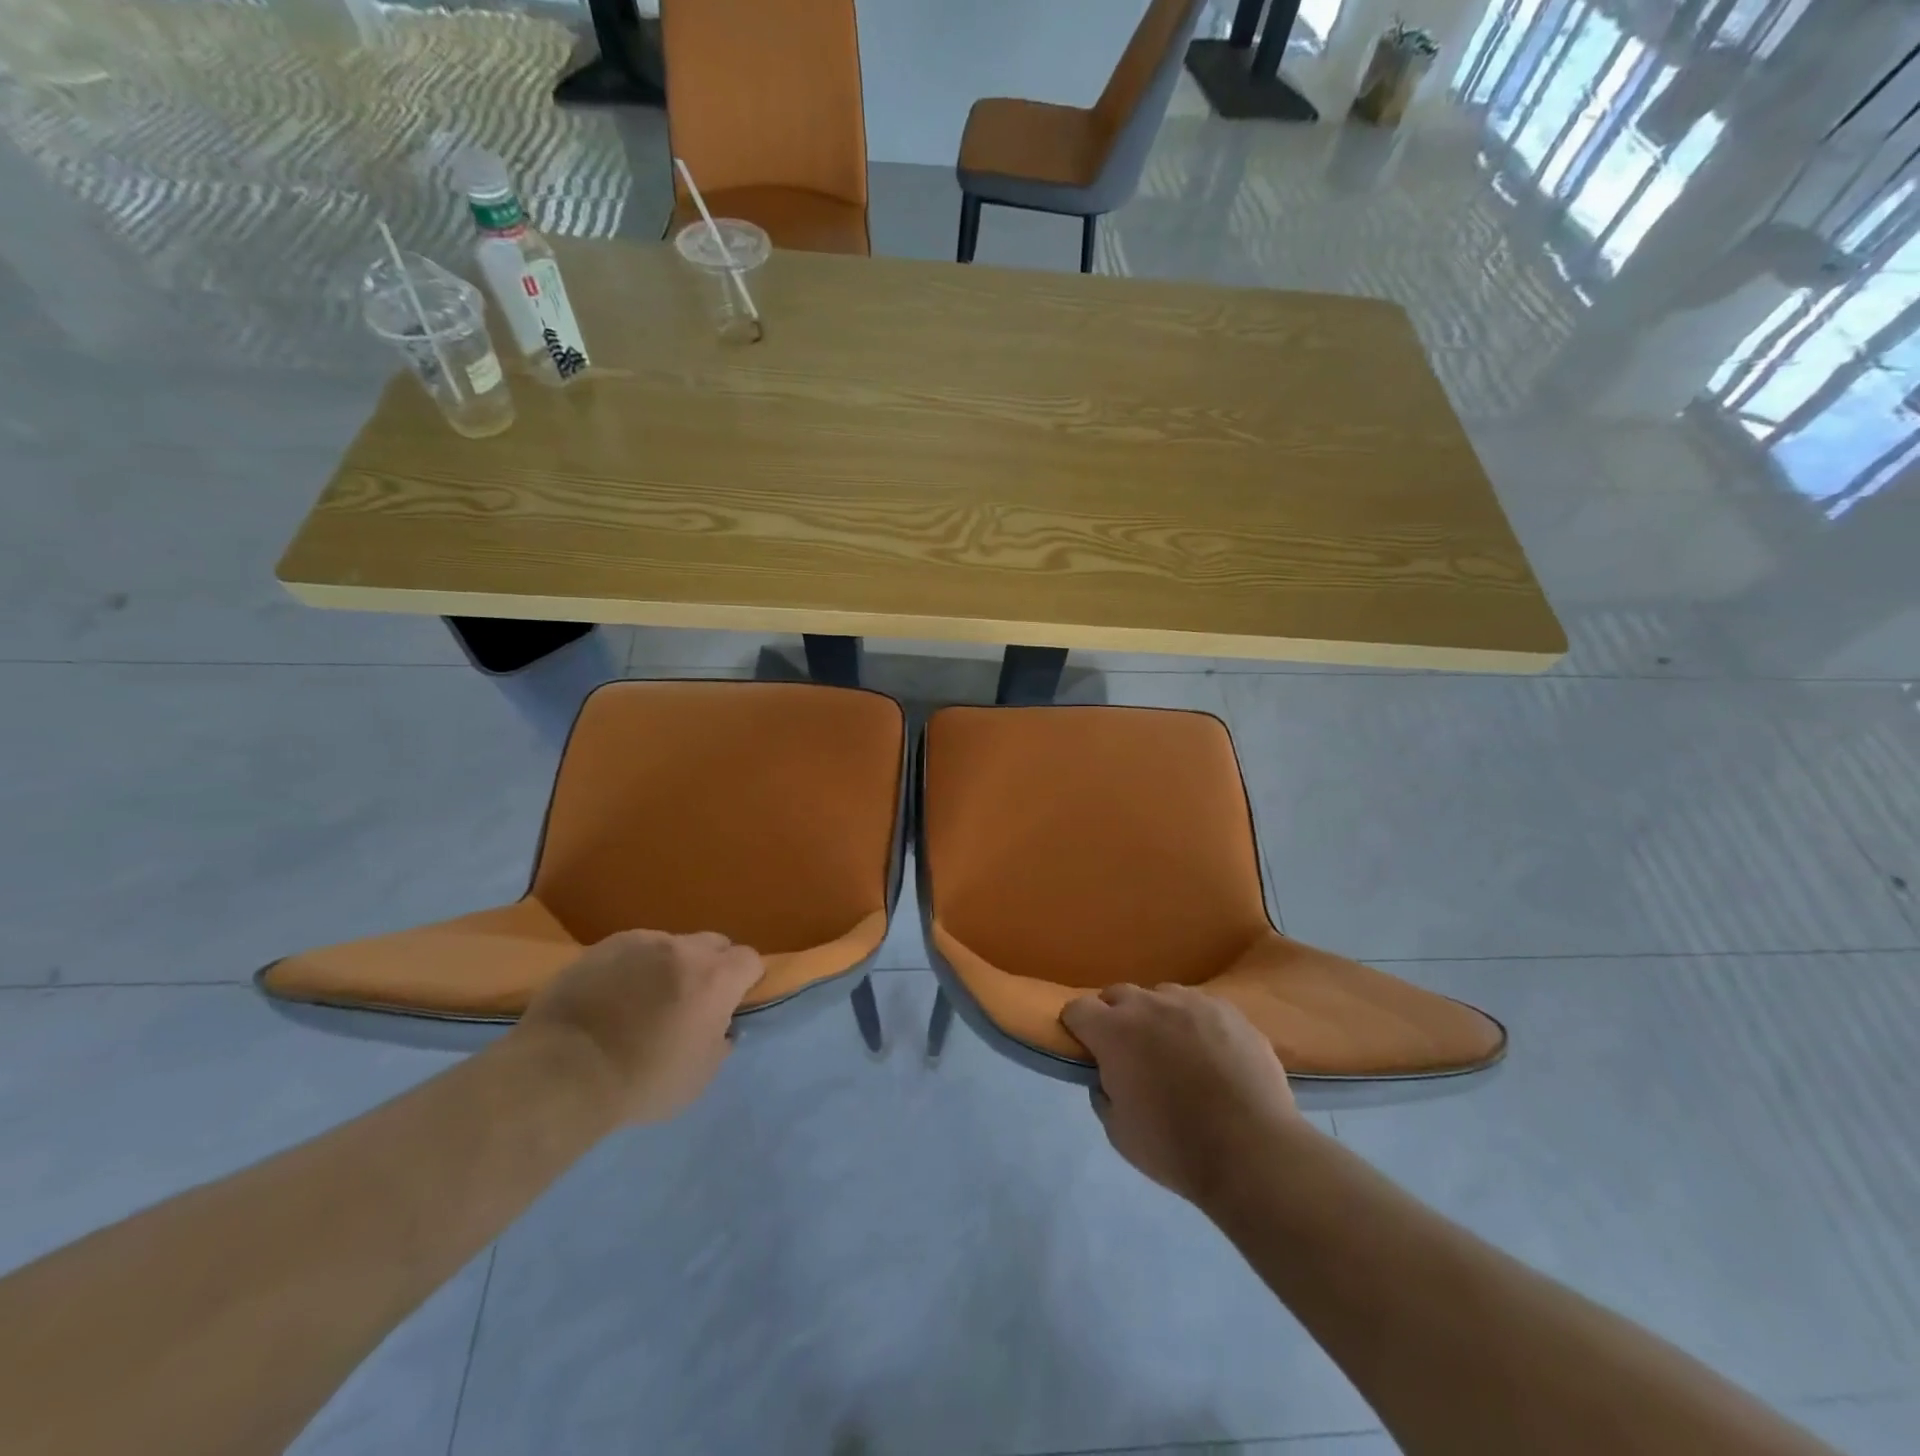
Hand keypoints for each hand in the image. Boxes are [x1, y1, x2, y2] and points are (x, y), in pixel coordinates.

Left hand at [516, 930, 764, 1123]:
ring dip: (670, 966)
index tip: (730, 1005)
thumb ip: (720, 1043)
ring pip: (671, 945)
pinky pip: (632, 950)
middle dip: (711, 966)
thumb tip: (722, 1027)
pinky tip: (612, 996)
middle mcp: (684, 949)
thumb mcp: (699, 1077)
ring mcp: (641, 942)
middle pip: (714, 944)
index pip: (750, 960)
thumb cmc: (642, 1081)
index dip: (745, 981)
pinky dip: (633, 967)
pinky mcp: (603, 946)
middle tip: (691, 1001)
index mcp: (716, 978)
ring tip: (644, 999)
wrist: (562, 1073)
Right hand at [1061, 984, 1304, 1206]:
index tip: (1086, 1048)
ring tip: (1173, 1050)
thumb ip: (1103, 1092)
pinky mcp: (1229, 1010)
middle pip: (1118, 995)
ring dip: (1156, 1016)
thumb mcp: (1118, 1132)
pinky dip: (1195, 1023)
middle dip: (1115, 1017)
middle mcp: (1149, 1005)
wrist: (1252, 1152)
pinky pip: (1200, 1006)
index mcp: (1114, 1031)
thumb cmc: (1175, 1147)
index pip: (1077, 1008)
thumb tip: (1107, 1076)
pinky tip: (1210, 1053)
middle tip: (1129, 1052)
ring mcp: (1192, 1002)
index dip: (1077, 1027)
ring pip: (1161, 997)